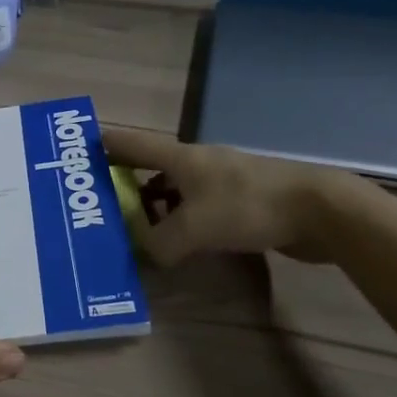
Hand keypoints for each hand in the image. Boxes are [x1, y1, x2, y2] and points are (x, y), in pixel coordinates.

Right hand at [101, 127, 375, 265]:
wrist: (317, 209)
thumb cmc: (248, 206)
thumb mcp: (194, 227)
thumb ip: (161, 242)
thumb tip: (146, 252)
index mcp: (181, 158)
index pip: (133, 144)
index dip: (106, 145)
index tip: (79, 149)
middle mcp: (197, 164)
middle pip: (152, 169)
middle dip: (126, 184)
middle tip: (102, 204)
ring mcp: (221, 182)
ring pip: (176, 192)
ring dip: (155, 208)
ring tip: (136, 230)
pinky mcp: (240, 203)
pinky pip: (198, 210)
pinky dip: (181, 222)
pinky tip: (178, 243)